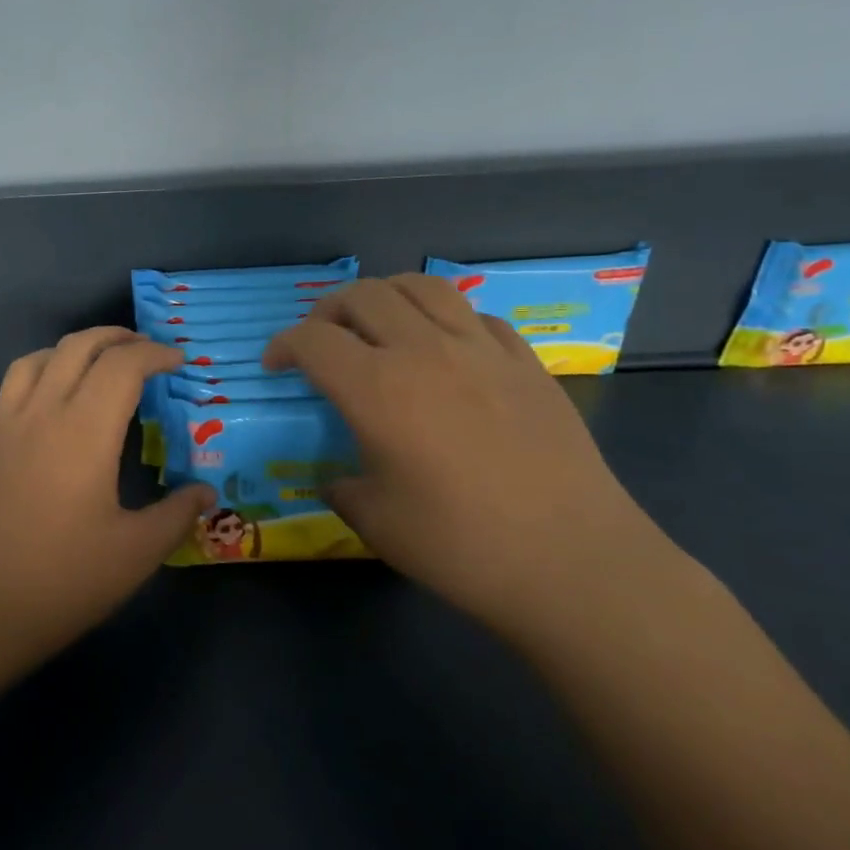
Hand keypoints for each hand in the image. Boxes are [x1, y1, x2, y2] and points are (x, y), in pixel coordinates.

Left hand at [0, 328, 213, 659]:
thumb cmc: (61, 580)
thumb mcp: (135, 553)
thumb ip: (176, 514)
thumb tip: (206, 491)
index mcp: (84, 430)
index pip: (123, 365)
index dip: (155, 354)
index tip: (179, 362)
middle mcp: (42, 412)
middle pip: (78, 347)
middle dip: (117, 337)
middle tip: (147, 350)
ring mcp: (5, 425)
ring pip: (38, 358)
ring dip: (74, 349)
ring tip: (100, 365)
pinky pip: (14, 386)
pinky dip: (42, 374)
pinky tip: (53, 405)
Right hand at [263, 275, 676, 629]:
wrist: (573, 561)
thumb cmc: (460, 546)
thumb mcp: (375, 521)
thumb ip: (342, 486)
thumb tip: (336, 477)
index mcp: (377, 389)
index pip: (313, 339)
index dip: (284, 345)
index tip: (277, 366)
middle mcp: (424, 351)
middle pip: (363, 296)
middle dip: (328, 311)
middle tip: (322, 341)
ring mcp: (481, 350)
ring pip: (421, 287)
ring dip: (385, 296)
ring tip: (378, 324)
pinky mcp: (525, 362)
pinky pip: (475, 315)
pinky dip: (444, 319)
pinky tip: (445, 348)